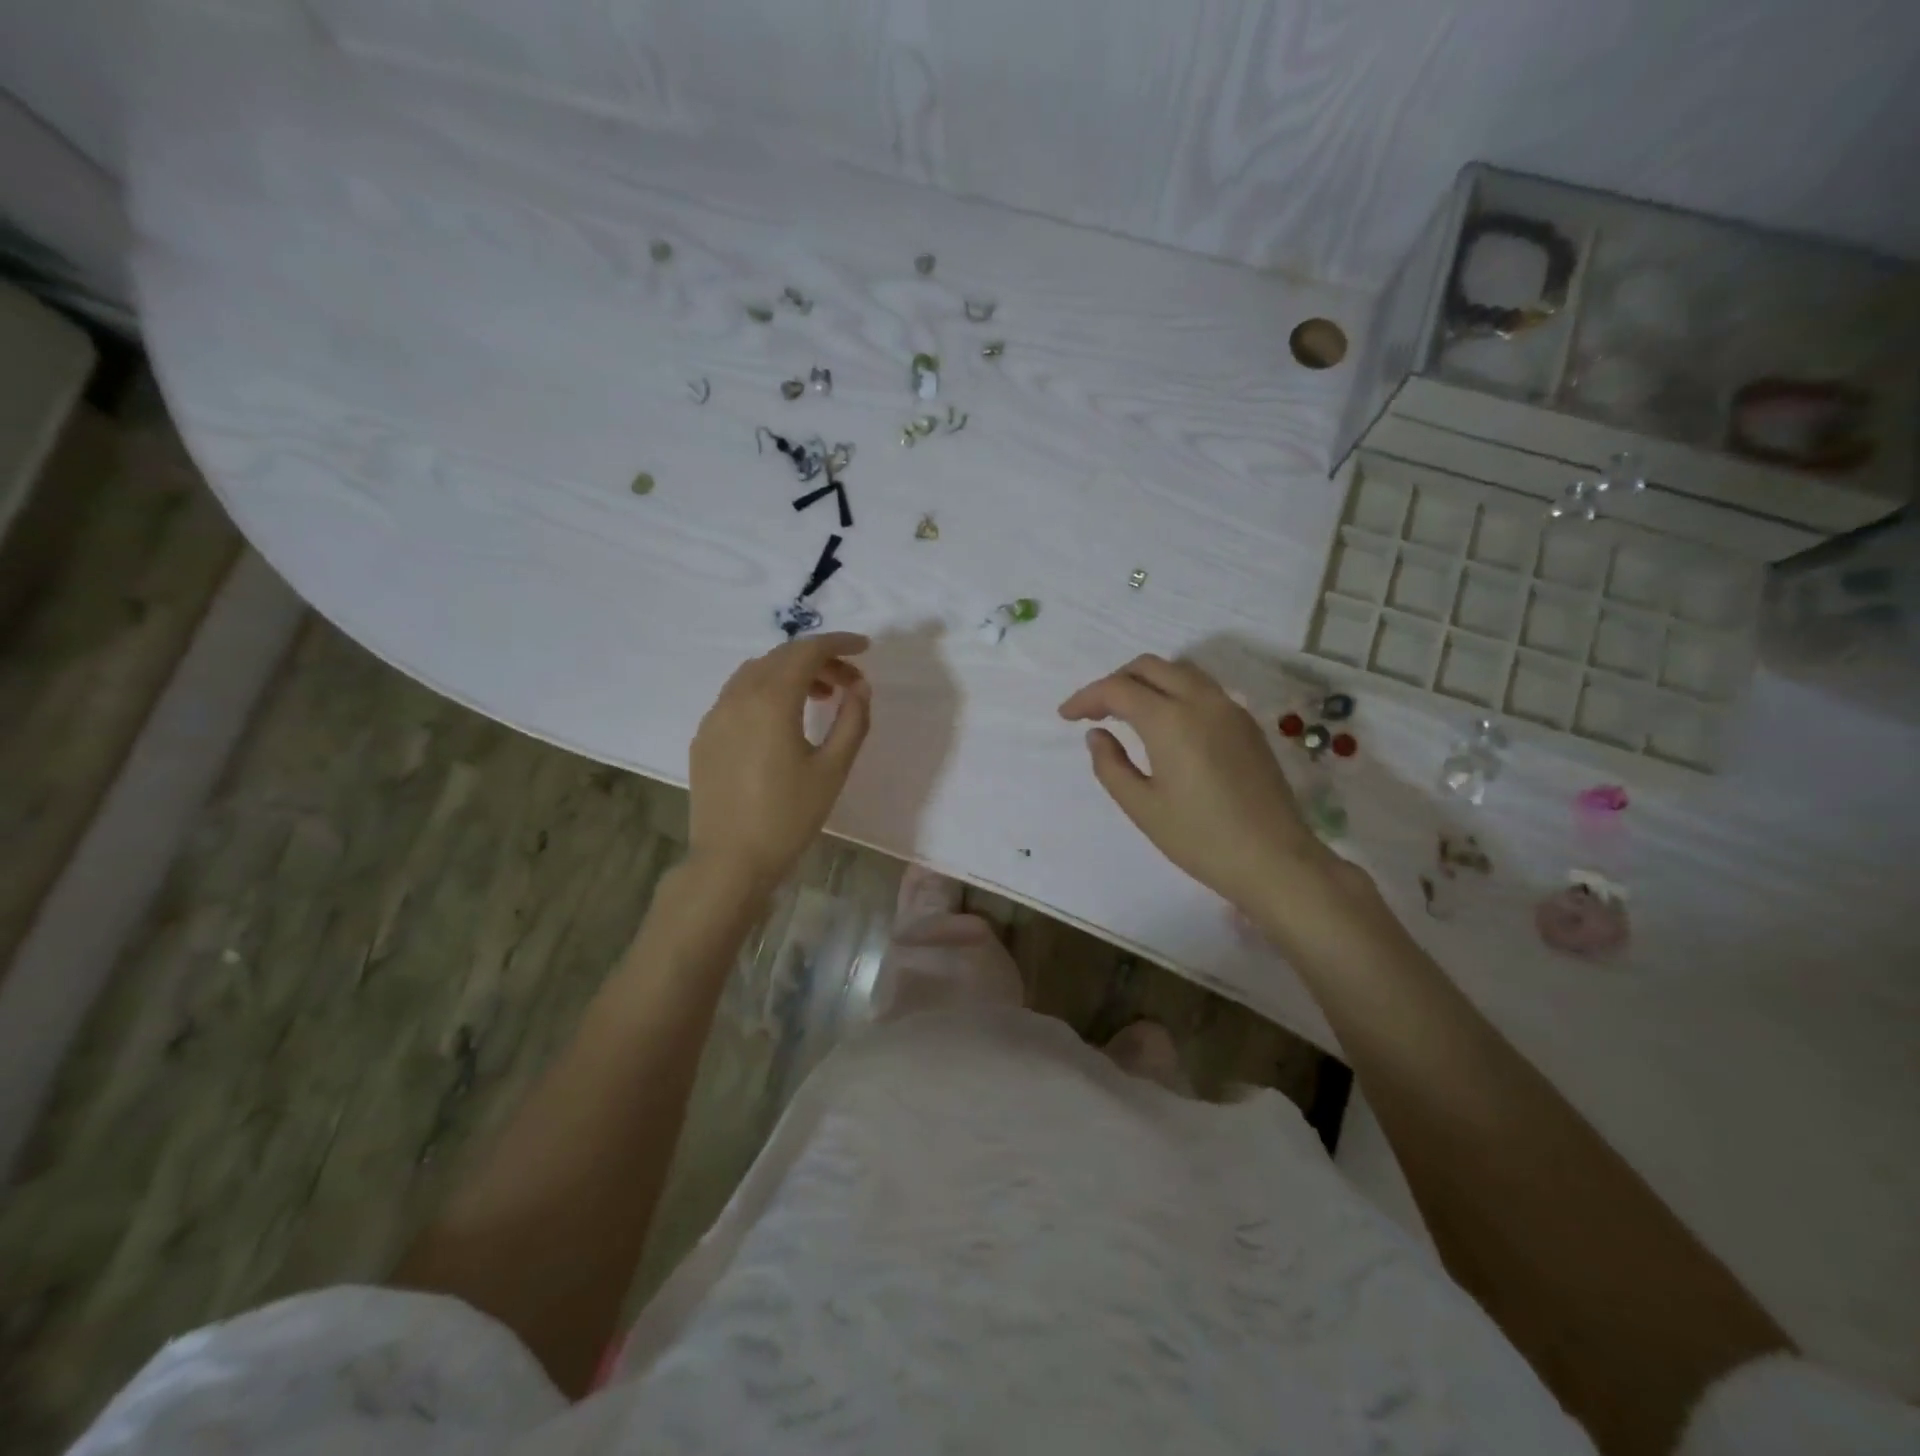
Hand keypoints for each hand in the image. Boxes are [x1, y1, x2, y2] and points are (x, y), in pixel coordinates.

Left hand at [689, 633, 871, 892]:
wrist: (730, 861)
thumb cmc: (788, 816)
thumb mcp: (833, 769)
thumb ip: (852, 721)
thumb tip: (859, 688)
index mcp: (771, 700)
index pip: (807, 651)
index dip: (839, 643)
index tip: (865, 648)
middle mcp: (738, 696)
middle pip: (781, 657)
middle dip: (819, 659)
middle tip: (849, 682)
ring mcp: (715, 715)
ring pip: (756, 673)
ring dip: (790, 674)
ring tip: (819, 698)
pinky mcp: (704, 736)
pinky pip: (737, 695)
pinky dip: (765, 691)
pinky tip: (782, 721)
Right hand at [1059, 654, 1331, 913]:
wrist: (1274, 860)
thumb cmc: (1200, 839)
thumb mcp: (1142, 807)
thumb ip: (1111, 765)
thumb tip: (1097, 735)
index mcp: (1170, 720)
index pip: (1117, 688)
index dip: (1086, 697)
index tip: (1066, 716)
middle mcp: (1201, 701)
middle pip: (1149, 667)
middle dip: (1115, 681)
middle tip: (1094, 711)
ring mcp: (1229, 708)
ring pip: (1179, 671)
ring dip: (1146, 681)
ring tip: (1126, 712)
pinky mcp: (1246, 723)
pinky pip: (1202, 688)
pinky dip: (1174, 691)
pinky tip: (1165, 723)